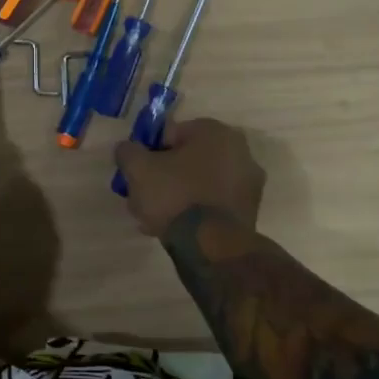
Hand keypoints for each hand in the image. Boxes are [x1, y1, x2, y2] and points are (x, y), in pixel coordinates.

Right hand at [113, 117, 264, 238]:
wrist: (211, 246)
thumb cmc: (175, 195)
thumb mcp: (138, 168)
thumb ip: (128, 151)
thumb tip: (128, 149)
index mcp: (215, 132)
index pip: (171, 135)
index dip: (150, 153)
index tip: (139, 173)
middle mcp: (240, 152)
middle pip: (187, 160)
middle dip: (165, 176)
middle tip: (145, 196)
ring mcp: (249, 184)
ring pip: (199, 184)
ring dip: (178, 196)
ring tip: (156, 218)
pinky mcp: (250, 212)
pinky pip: (212, 204)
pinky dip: (195, 212)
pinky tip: (175, 228)